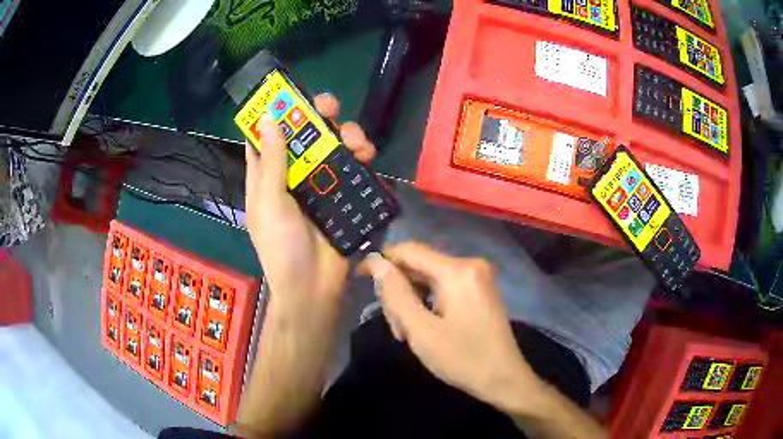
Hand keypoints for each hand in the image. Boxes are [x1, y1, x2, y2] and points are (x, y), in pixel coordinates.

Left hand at [245, 93, 375, 309]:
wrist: (314, 288)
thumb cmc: (282, 246)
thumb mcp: (269, 201)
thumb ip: (272, 160)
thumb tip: (268, 117)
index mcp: (267, 176)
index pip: (266, 137)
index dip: (275, 114)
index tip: (289, 94)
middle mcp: (292, 175)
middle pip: (304, 136)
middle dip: (317, 118)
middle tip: (331, 107)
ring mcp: (318, 185)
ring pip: (331, 147)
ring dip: (346, 136)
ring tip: (358, 141)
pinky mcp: (342, 196)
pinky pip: (352, 168)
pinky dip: (360, 158)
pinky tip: (368, 156)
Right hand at [357, 242, 544, 413]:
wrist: (503, 378)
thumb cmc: (462, 358)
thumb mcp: (421, 330)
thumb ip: (396, 294)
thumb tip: (376, 262)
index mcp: (457, 270)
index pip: (409, 250)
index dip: (382, 260)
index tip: (360, 276)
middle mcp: (469, 264)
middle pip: (419, 266)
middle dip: (399, 293)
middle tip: (396, 329)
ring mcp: (477, 276)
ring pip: (429, 278)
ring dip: (412, 302)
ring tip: (408, 334)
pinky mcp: (478, 289)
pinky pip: (443, 287)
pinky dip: (427, 303)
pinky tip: (423, 327)